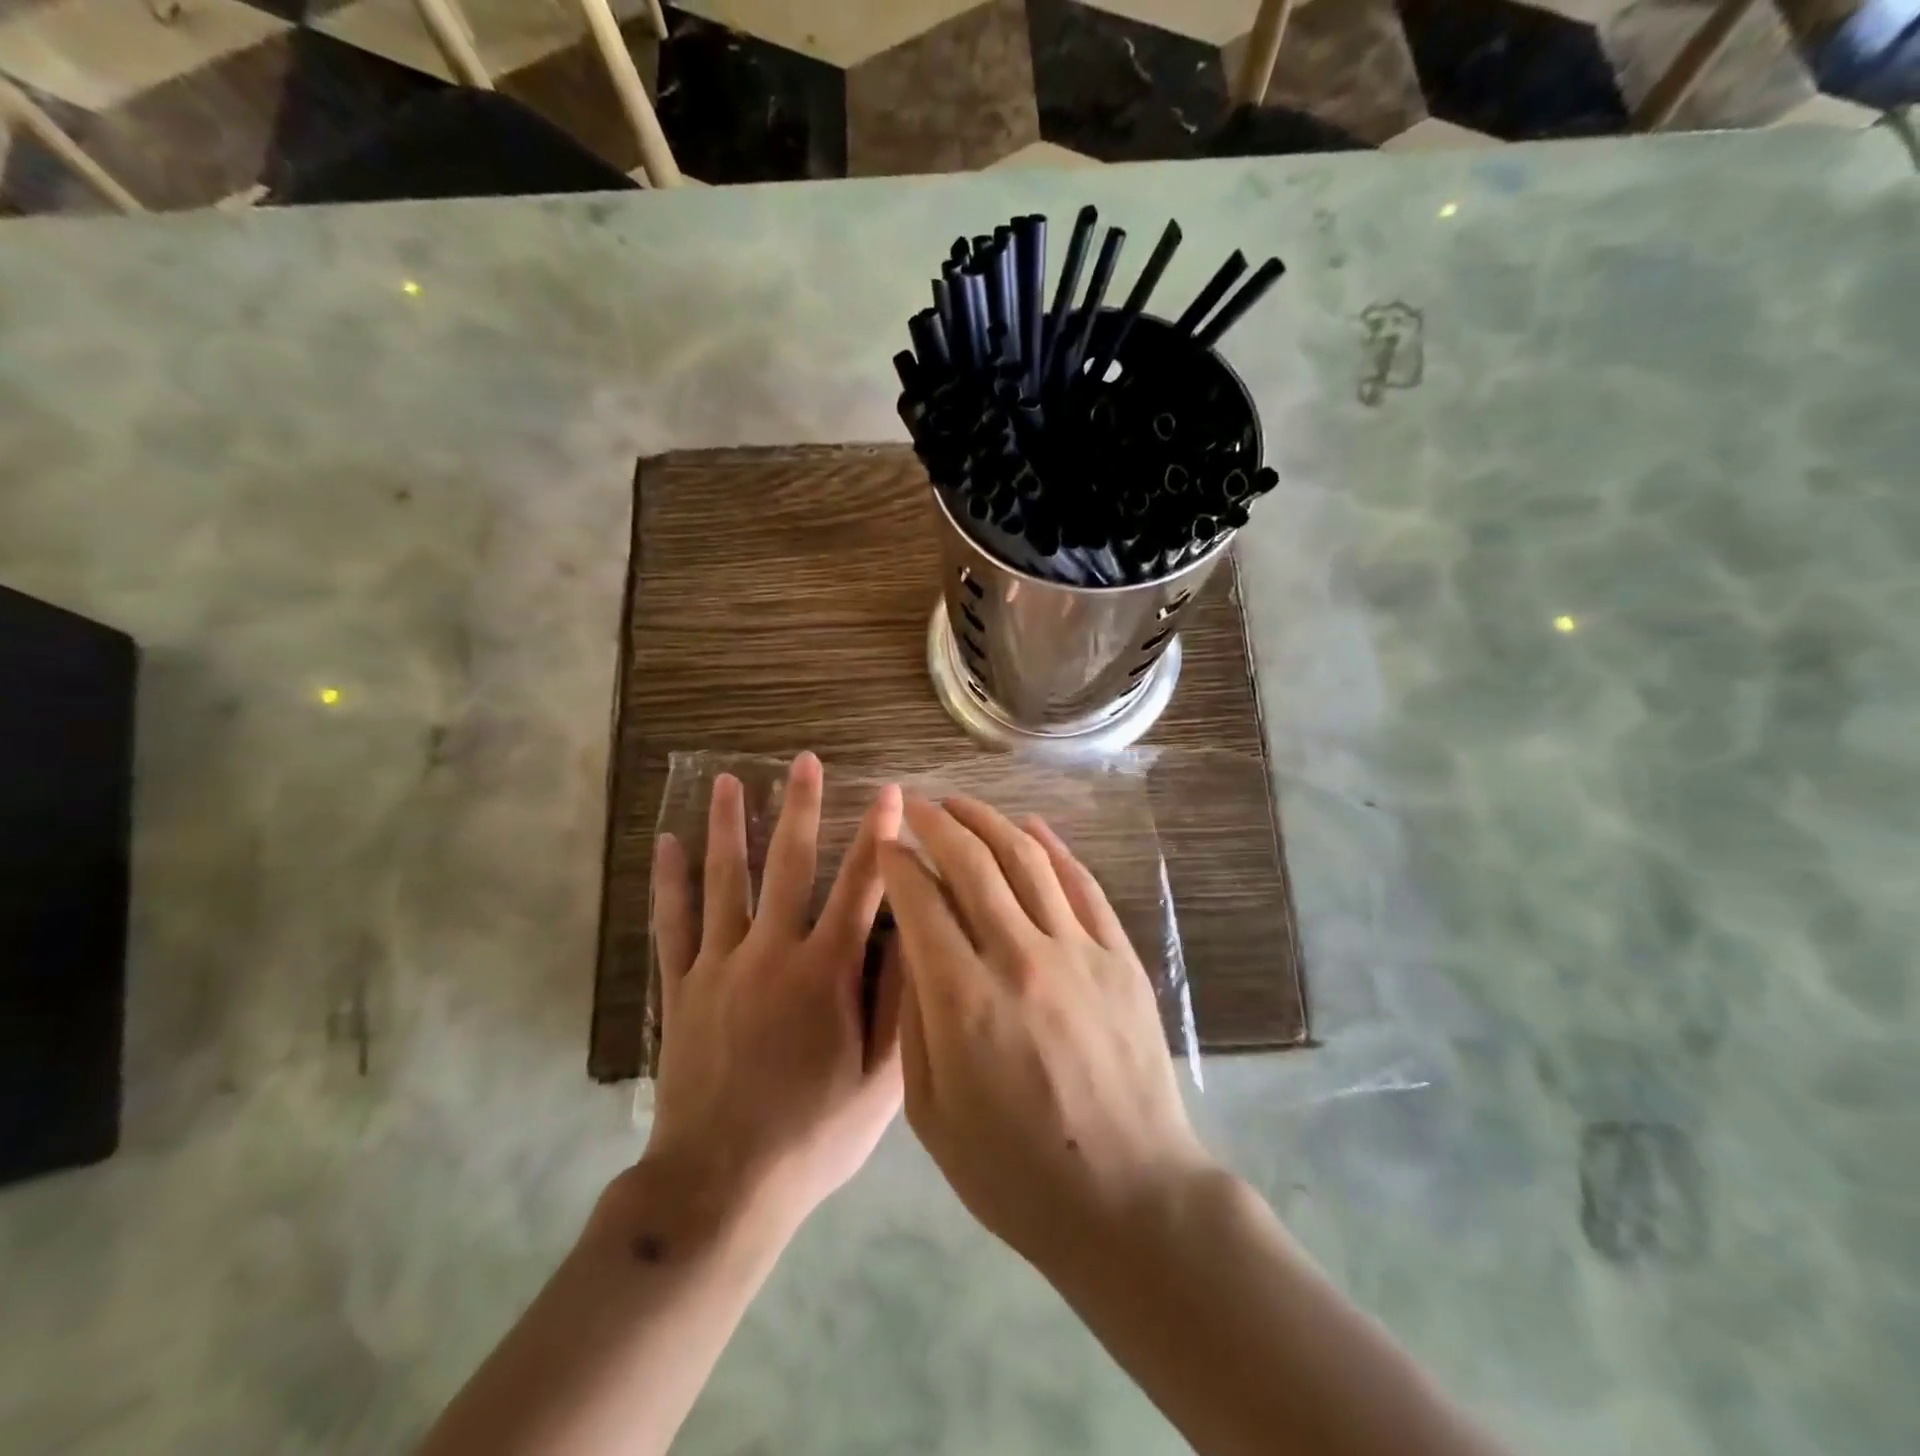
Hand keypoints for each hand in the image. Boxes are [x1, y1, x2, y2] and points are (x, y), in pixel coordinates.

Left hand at [642, 754, 905, 1236]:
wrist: (720, 1187)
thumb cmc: (813, 1135)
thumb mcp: (881, 1081)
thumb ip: (898, 1002)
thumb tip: (912, 933)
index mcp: (825, 973)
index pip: (861, 887)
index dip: (879, 836)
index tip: (891, 792)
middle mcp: (772, 954)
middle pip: (788, 865)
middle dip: (800, 808)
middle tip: (803, 761)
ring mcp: (720, 966)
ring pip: (724, 881)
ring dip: (728, 827)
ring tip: (728, 781)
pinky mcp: (682, 987)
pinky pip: (672, 923)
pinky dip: (668, 882)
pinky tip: (665, 844)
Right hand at [878, 795, 1209, 1275]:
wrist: (1129, 1198)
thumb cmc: (1015, 1172)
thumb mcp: (932, 1113)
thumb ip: (916, 1019)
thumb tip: (913, 945)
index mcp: (965, 1001)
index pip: (921, 901)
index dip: (897, 863)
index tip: (884, 844)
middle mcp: (1021, 958)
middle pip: (972, 863)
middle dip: (937, 824)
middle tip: (916, 804)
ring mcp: (1078, 952)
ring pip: (1027, 860)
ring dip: (989, 821)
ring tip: (961, 803)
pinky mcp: (1119, 957)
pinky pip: (1082, 884)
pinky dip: (1053, 848)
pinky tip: (1031, 827)